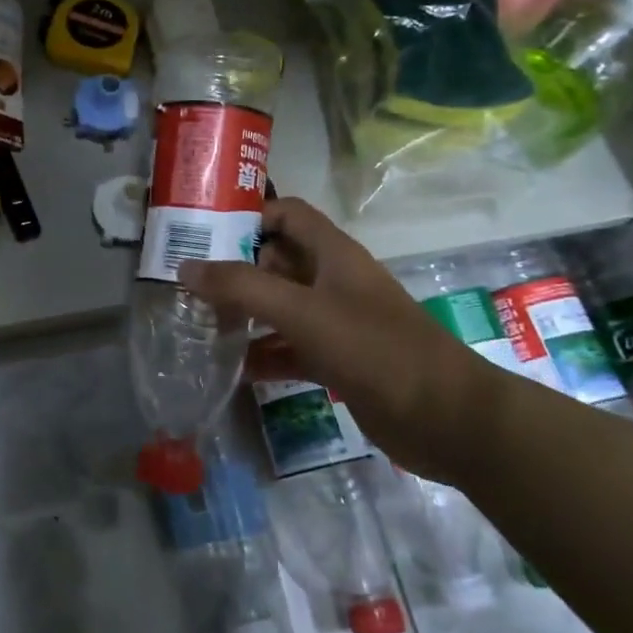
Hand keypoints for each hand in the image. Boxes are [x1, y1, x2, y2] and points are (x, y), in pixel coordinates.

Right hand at [179, 198, 497, 479]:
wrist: (446, 418)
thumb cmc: (374, 348)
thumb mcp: (303, 311)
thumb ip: (242, 287)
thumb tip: (186, 267)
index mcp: (332, 254)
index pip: (286, 214)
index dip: (247, 216)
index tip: (202, 234)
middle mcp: (333, 281)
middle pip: (277, 262)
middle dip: (235, 270)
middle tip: (186, 284)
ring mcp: (336, 322)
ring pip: (280, 307)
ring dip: (245, 314)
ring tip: (198, 325)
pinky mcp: (338, 360)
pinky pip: (290, 348)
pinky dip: (264, 354)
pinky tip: (232, 368)